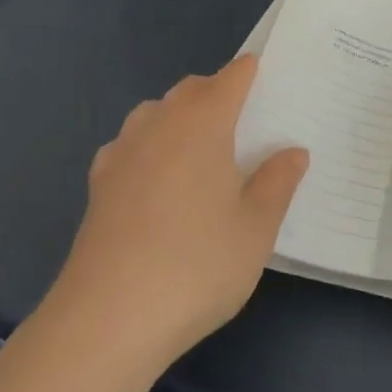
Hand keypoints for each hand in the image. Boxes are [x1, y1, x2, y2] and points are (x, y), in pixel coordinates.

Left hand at [43, 56, 308, 377]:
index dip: (251, 71)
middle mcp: (159, 123)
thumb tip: (293, 152)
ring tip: (201, 151)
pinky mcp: (98, 184)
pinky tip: (156, 182)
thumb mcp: (255, 229)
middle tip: (244, 122)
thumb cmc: (196, 265)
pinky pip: (130, 145)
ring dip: (180, 116)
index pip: (231, 77)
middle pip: (191, 89)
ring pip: (156, 112)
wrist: (106, 320)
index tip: (268, 78)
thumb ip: (277, 183)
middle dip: (217, 92)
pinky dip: (149, 147)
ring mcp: (123, 152)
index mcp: (203, 122)